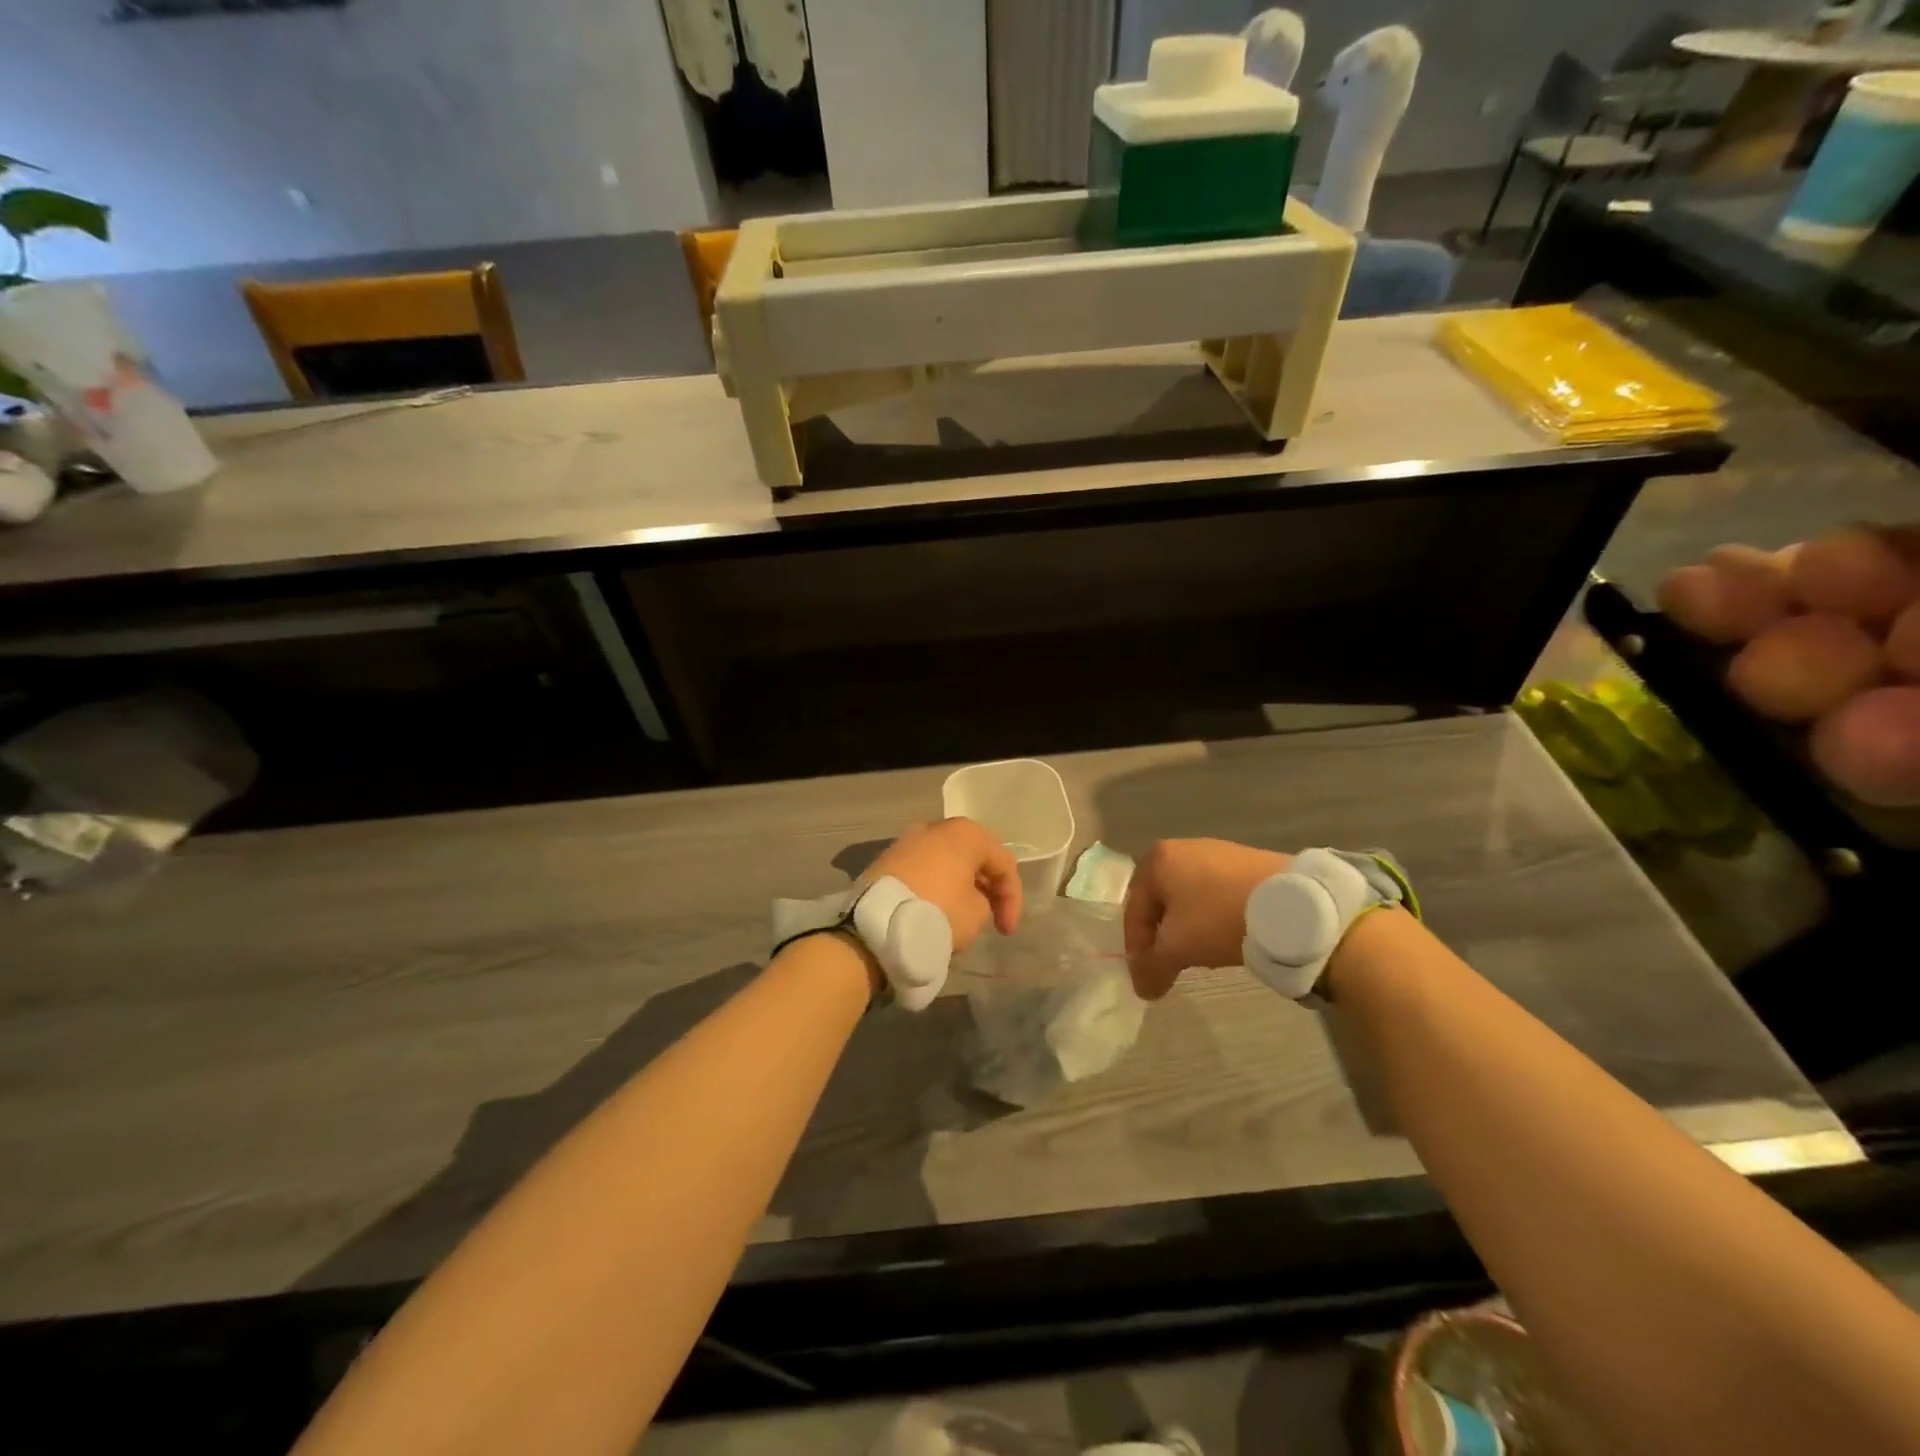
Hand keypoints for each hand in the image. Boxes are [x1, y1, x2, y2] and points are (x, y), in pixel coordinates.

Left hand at [866, 818, 1022, 952]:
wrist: (875, 924)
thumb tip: (968, 896)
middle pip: (973, 856)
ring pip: (946, 861)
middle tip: (991, 916)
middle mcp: (936, 827)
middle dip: (986, 886)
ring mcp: (908, 840)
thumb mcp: (977, 914)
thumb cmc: (937, 912)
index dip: (1012, 898)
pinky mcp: (887, 859)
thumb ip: (984, 900)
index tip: (1005, 931)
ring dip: (959, 884)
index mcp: (965, 833)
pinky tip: (936, 908)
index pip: (1003, 862)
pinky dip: (935, 885)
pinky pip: (923, 869)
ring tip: (963, 914)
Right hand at [1124, 838, 1291, 999]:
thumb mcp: (1178, 947)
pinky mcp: (1245, 860)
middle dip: (1163, 935)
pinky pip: (1216, 892)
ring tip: (1202, 953)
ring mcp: (1216, 851)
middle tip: (1171, 963)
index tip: (1149, 977)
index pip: (1134, 910)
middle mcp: (1181, 847)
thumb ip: (1152, 967)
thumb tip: (1142, 989)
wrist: (1290, 904)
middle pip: (1161, 901)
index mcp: (1157, 859)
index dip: (1137, 948)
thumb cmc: (1219, 917)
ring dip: (1188, 927)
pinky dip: (1213, 916)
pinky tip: (1227, 934)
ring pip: (1189, 897)